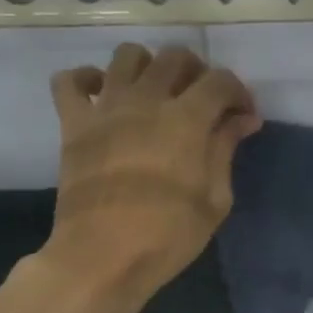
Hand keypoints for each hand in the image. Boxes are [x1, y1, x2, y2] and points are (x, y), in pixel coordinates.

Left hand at [36, 42, 260, 309]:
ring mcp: (105, 107)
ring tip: (156, 94)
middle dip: (197, 72)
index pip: (220, 81)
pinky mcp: (73, 123)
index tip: (243, 117)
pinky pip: (69, 80)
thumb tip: (243, 119)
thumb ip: (226, 149)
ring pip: (127, 55)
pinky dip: (86, 79)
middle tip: (202, 102)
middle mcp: (146, 99)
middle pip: (175, 57)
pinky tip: (102, 96)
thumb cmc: (168, 235)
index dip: (238, 93)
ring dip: (149, 66)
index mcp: (187, 119)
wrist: (102, 256)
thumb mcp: (215, 199)